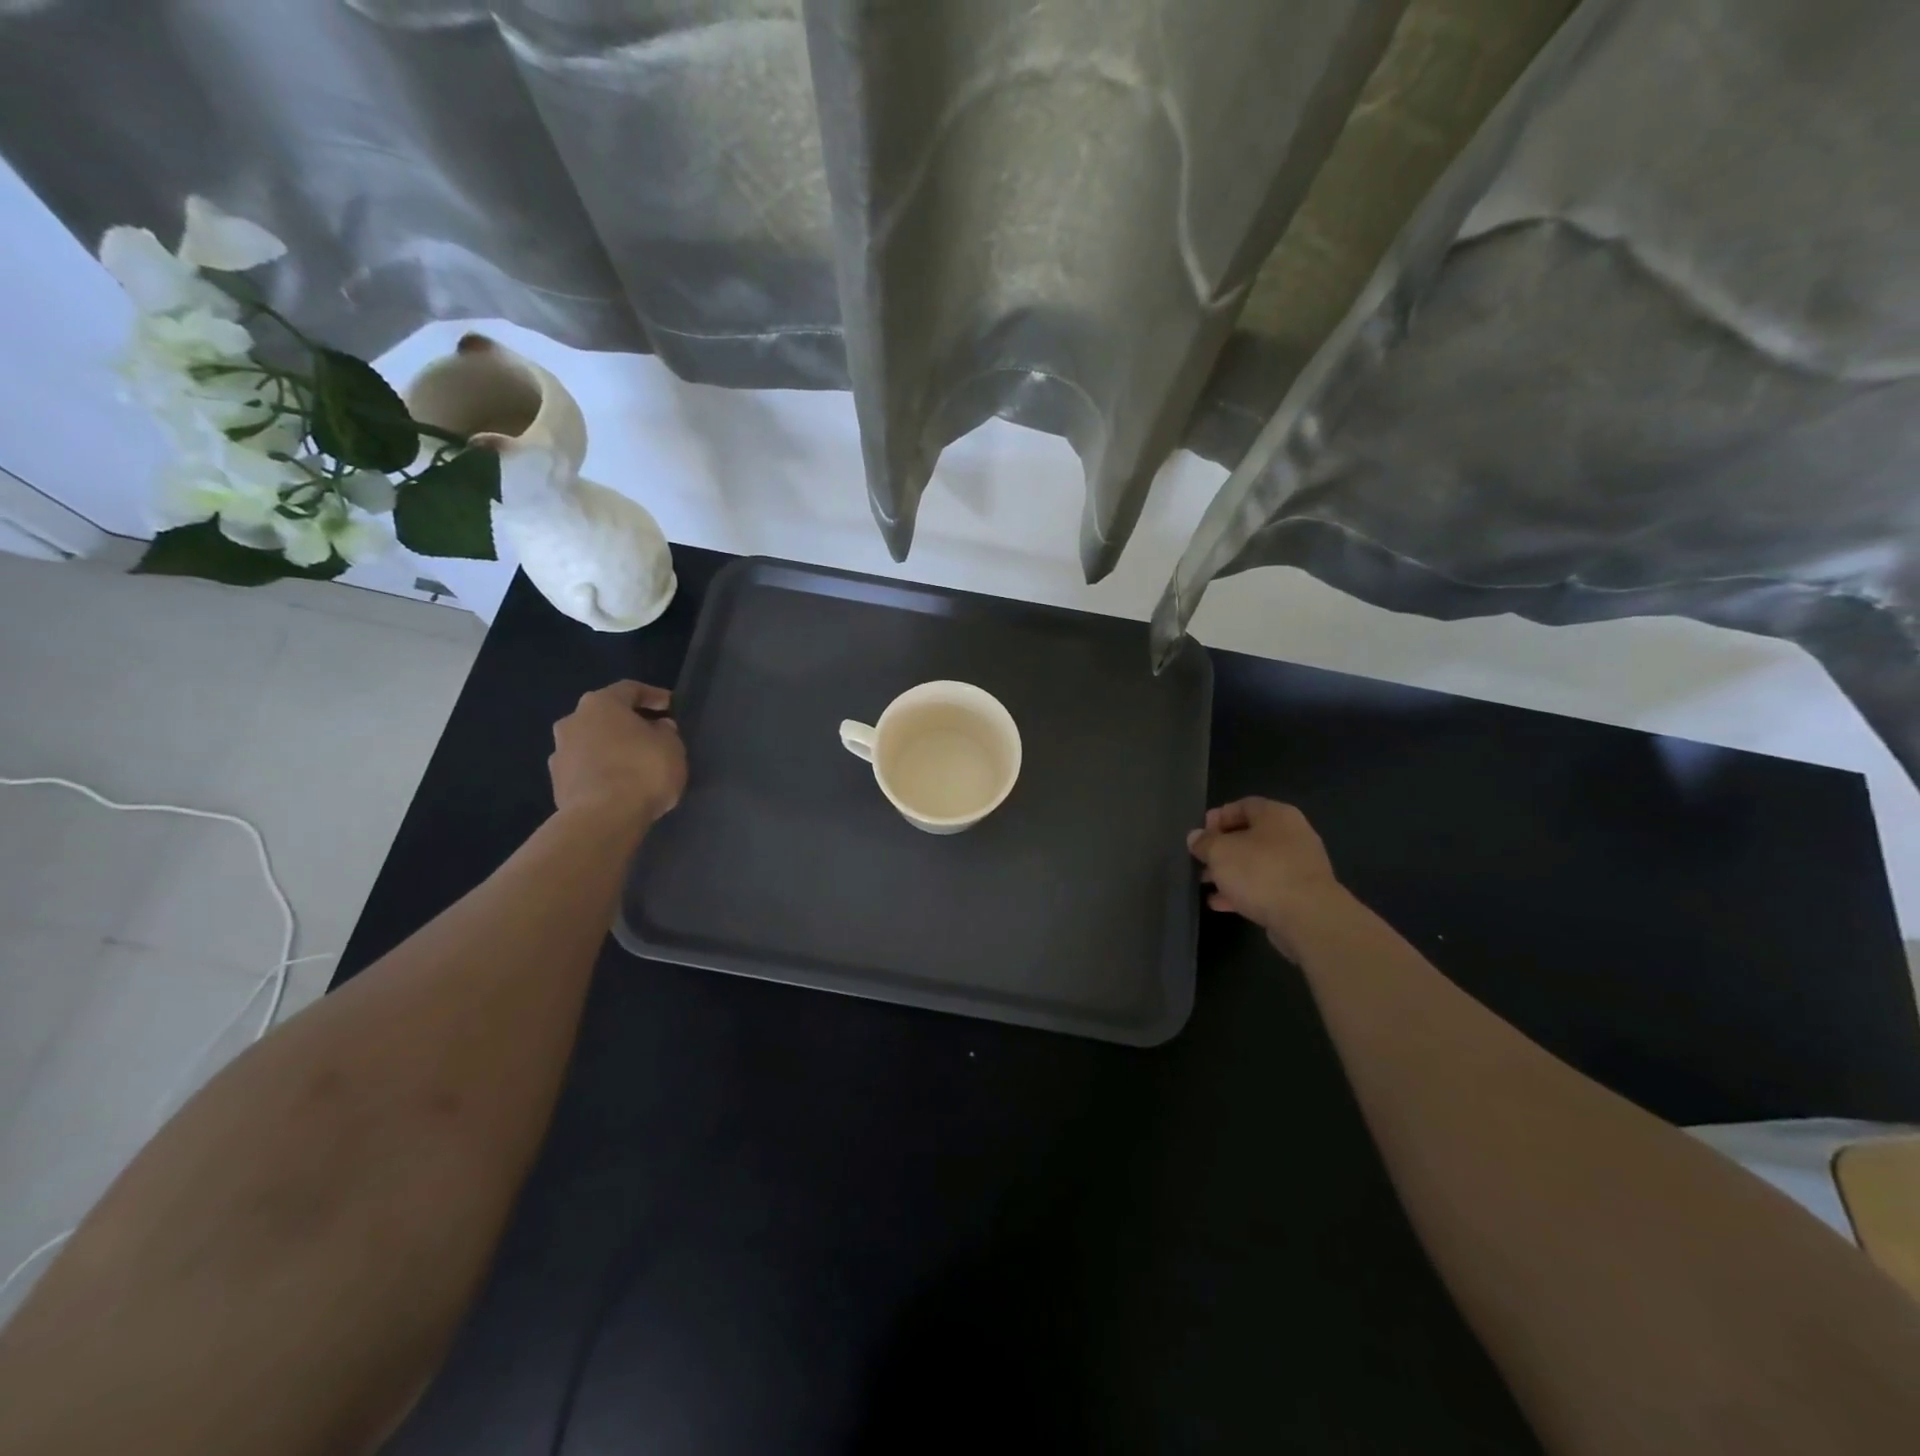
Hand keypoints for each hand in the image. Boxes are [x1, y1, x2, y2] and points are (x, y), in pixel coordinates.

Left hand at [548, 680, 686, 829]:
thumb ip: (666, 731)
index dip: (653, 696)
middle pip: (605, 716)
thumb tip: (657, 727)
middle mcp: (573, 721)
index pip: (630, 689)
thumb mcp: (671, 746)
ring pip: (592, 743)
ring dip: (612, 749)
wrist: (602, 819)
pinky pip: (586, 769)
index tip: (670, 706)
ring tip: (636, 765)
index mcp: (600, 704)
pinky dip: (602, 772)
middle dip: (628, 724)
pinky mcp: (557, 784)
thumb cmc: (642, 771)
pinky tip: (620, 786)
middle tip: (652, 735)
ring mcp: (560, 753)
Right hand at [1187, 798, 1341, 954]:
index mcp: (1276, 815)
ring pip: (1257, 863)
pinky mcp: (1300, 893)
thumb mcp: (1220, 852)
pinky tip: (1221, 904)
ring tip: (1205, 883)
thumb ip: (1204, 842)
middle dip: (1222, 848)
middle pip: (1250, 835)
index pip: (1243, 805)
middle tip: (1200, 860)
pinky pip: (1266, 886)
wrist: (1308, 917)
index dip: (1218, 817)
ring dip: (1230, 872)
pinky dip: (1243, 891)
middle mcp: (1292, 835)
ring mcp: (1299, 865)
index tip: (1199, 834)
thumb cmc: (1260, 872)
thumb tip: (1196, 837)